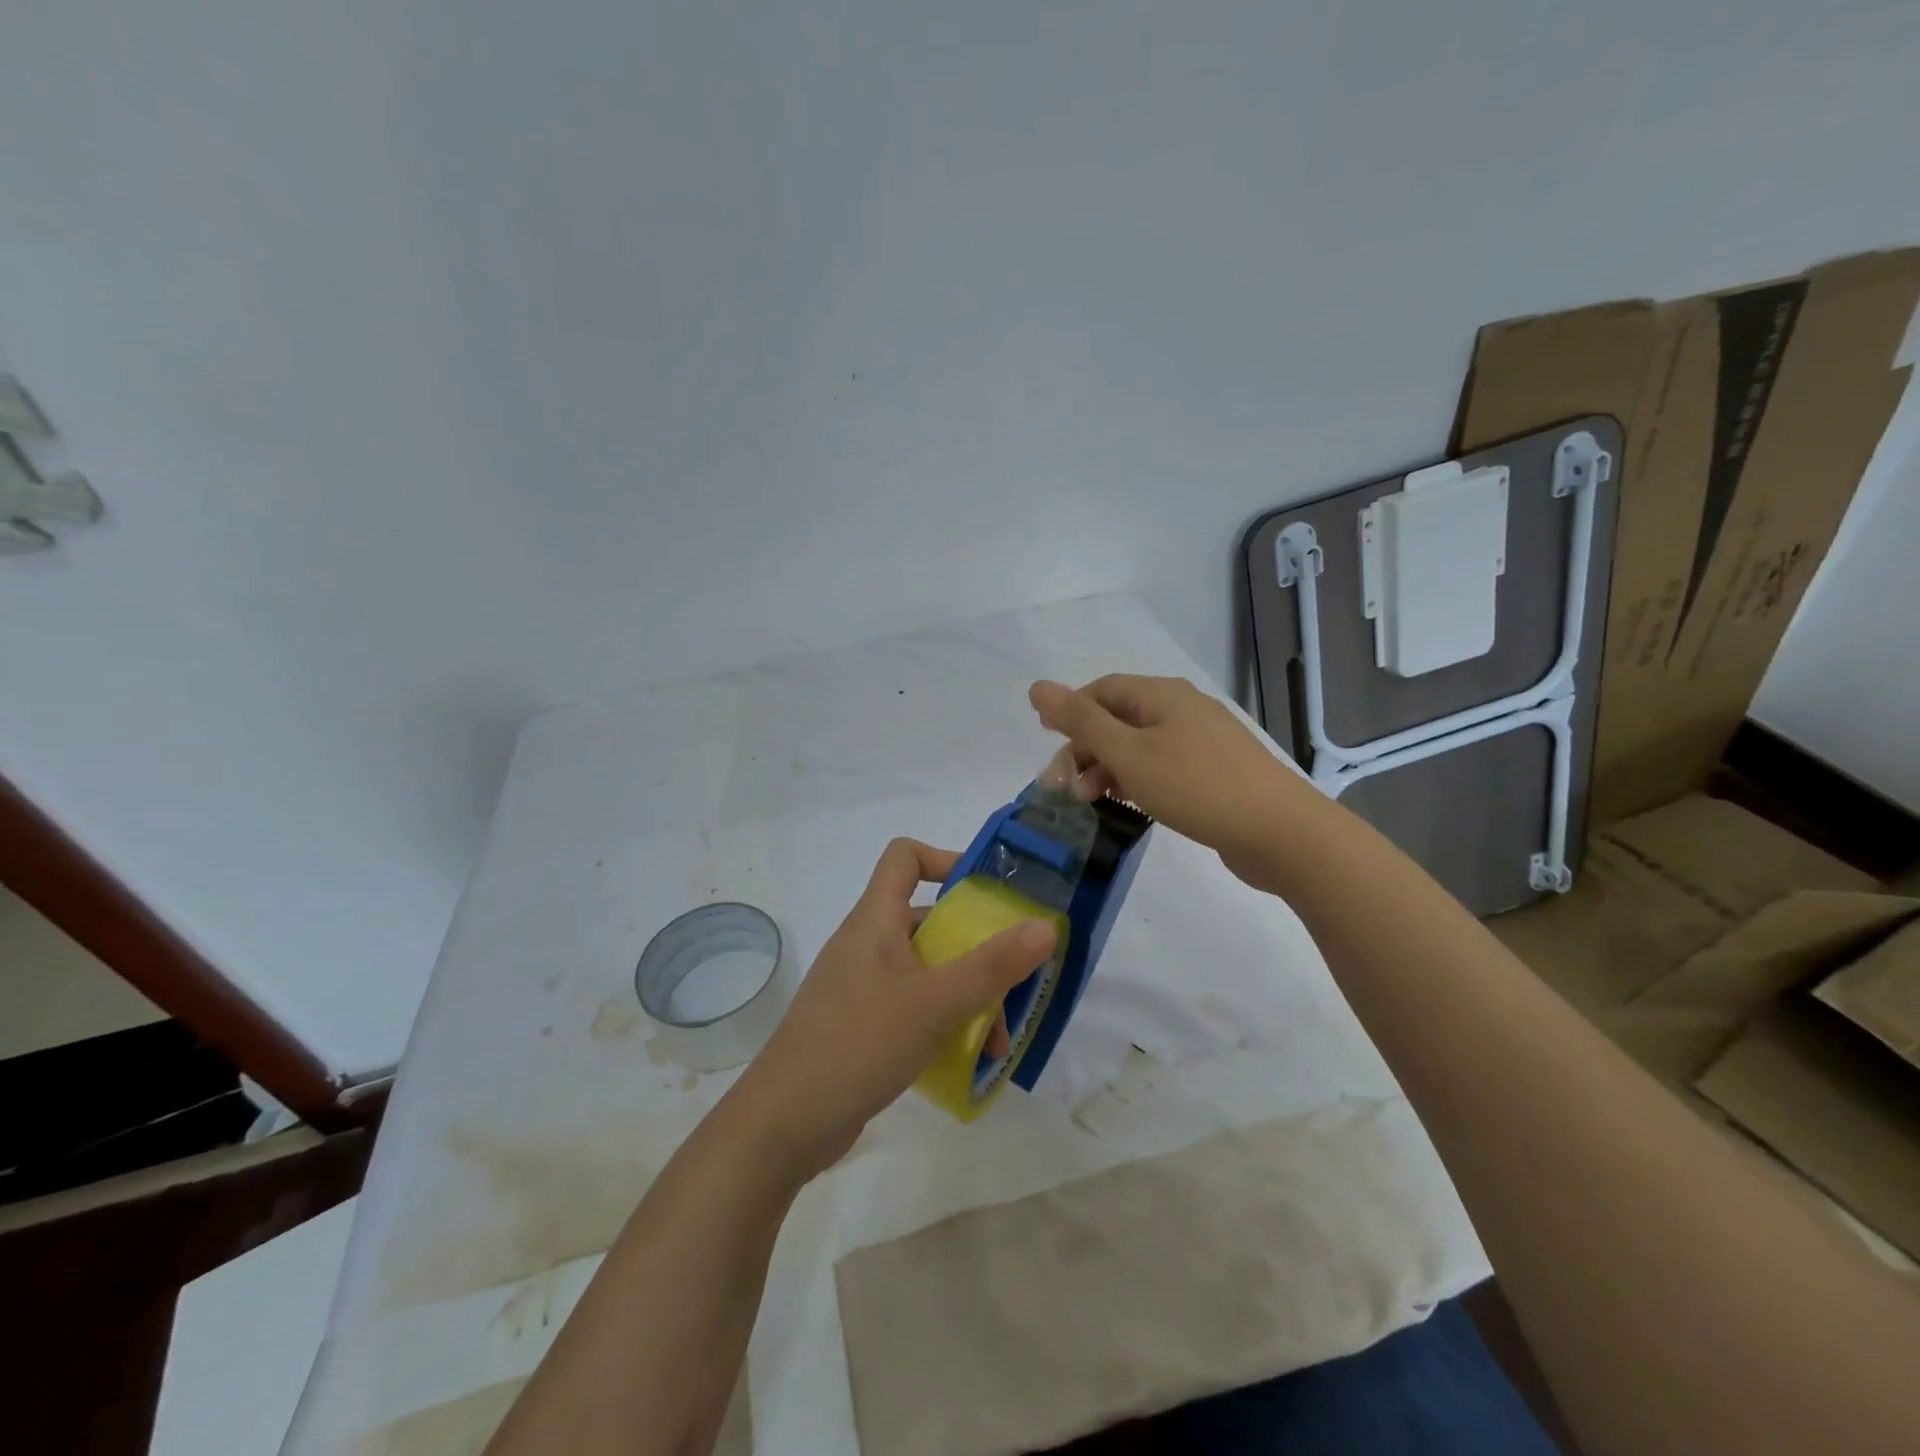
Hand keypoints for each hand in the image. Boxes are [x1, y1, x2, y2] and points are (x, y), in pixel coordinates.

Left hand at [731, 839, 1055, 1179]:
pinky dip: (944, 1021)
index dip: (946, 859)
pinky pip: (914, 1006)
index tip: (988, 892)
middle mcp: (868, 944)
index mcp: (875, 920)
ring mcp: (863, 987)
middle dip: (976, 945)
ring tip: (998, 1040)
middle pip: (928, 920)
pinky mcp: (862, 1025)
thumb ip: (992, 966)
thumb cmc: (857, 1044)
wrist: (783, 1124)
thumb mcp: (934, 1003)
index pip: (905, 858)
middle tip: (1016, 977)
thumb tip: (1044, 926)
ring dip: (967, 994)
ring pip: (927, 970)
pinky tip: (970, 1059)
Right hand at [1029, 674, 1318, 885]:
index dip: (1069, 714)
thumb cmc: (1196, 786)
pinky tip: (1129, 806)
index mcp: (1161, 695)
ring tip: (1091, 803)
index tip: (1049, 750)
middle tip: (1065, 790)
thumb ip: (1080, 721)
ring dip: (1107, 769)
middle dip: (1085, 749)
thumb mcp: (1129, 753)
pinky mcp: (1213, 773)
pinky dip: (1136, 782)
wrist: (1280, 832)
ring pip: (1138, 746)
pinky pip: (1161, 767)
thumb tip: (1037, 687)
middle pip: (1117, 719)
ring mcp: (1201, 742)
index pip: (1100, 690)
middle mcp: (1181, 709)